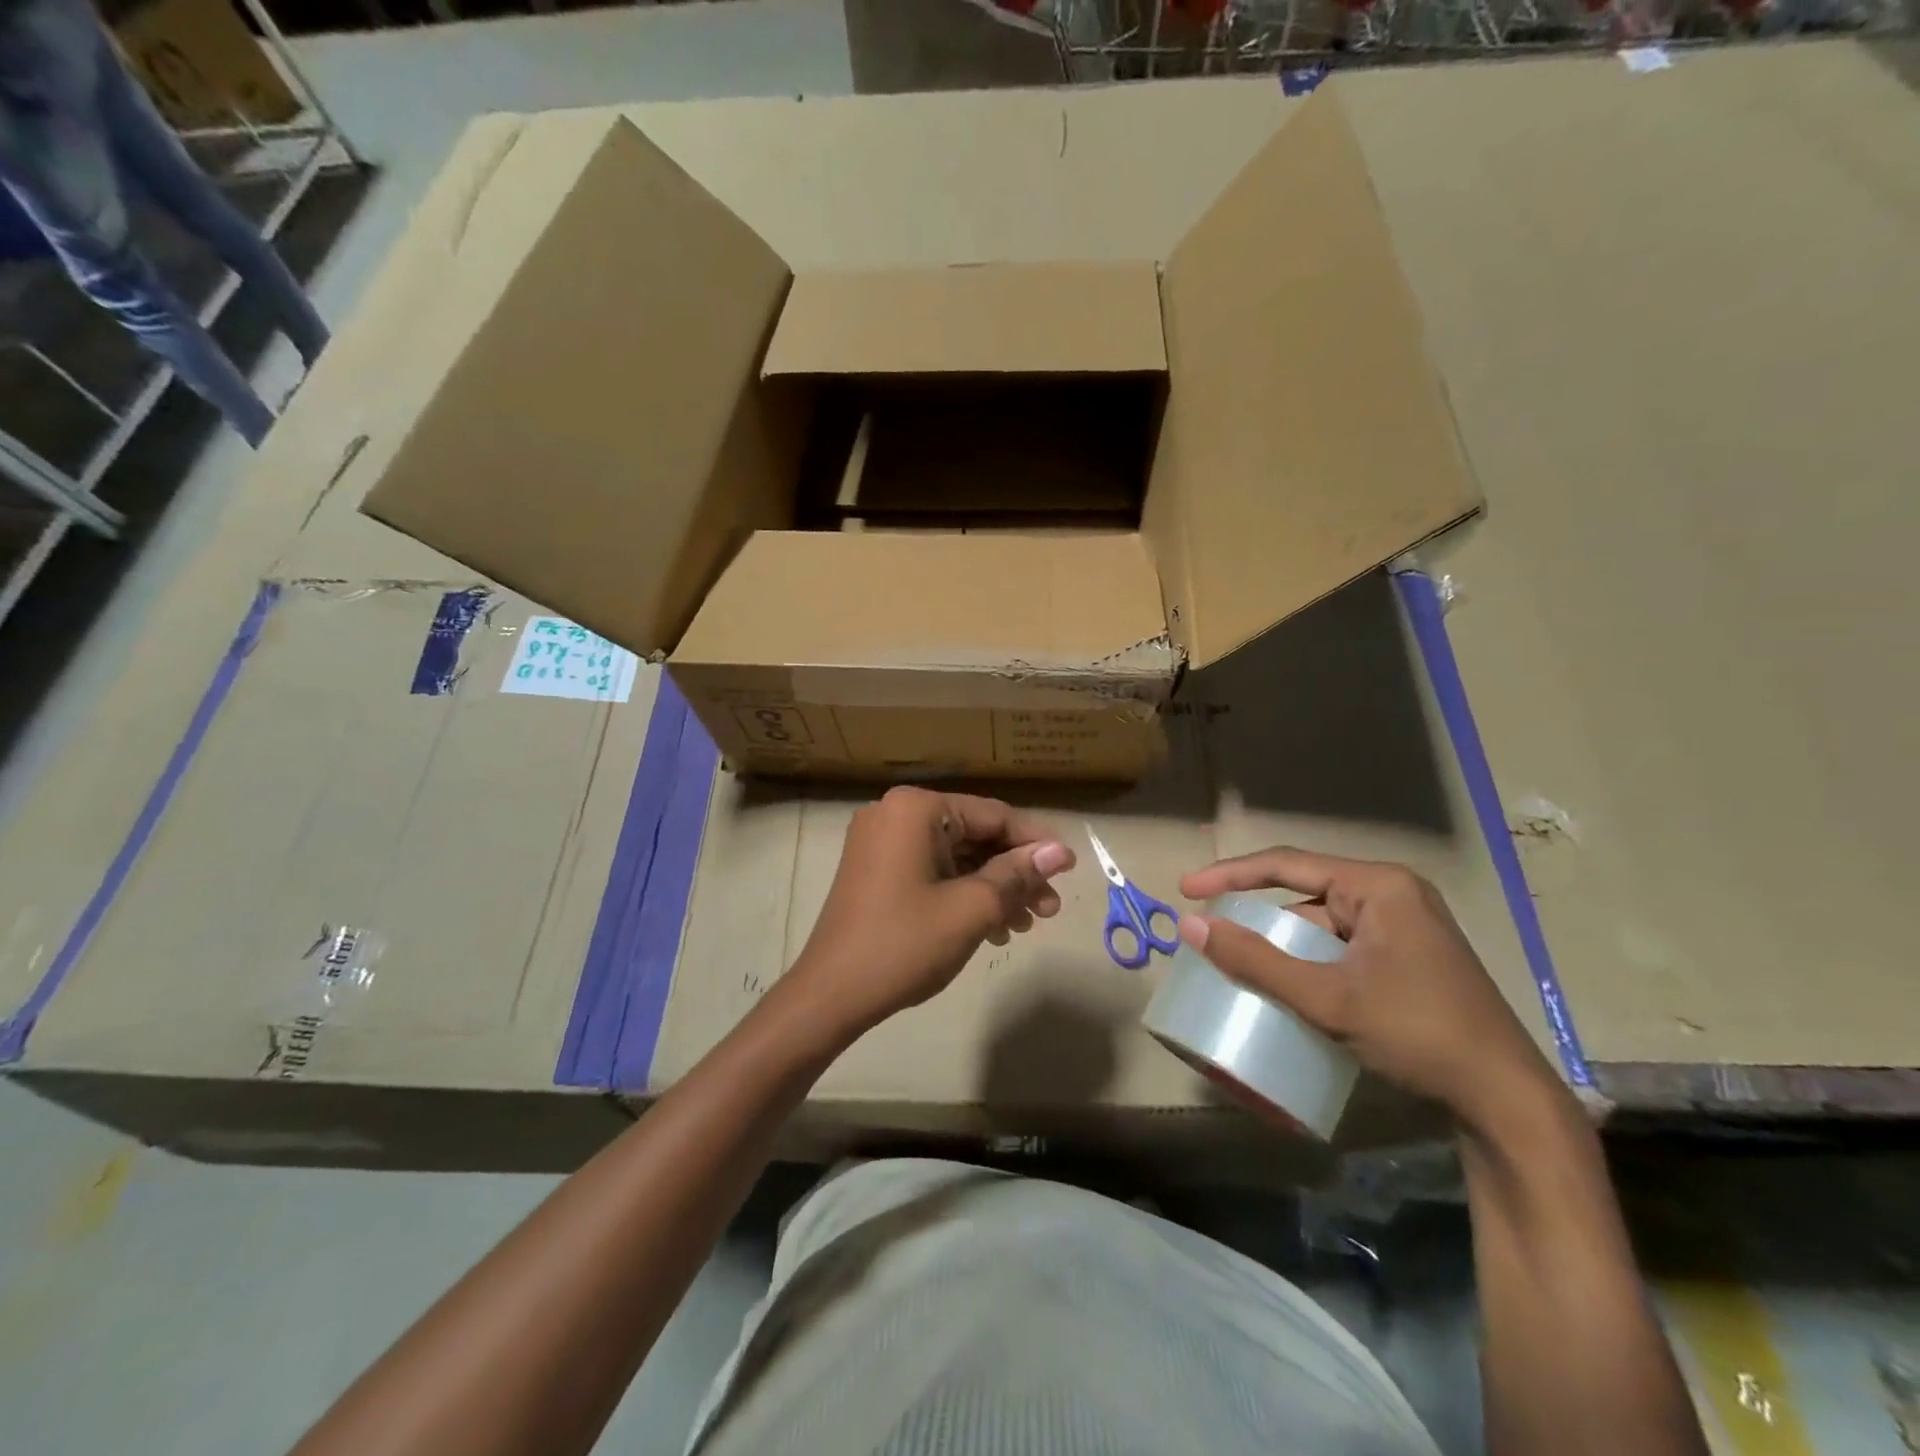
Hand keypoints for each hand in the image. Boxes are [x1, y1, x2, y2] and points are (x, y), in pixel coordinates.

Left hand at [785, 787, 1074, 1039]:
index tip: (1069, 870)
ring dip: (993, 888)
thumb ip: (1017, 874)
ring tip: (1025, 925)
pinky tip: (992, 928)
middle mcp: (897, 814)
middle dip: (1015, 873)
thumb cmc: (904, 944)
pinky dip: (963, 894)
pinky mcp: (877, 870)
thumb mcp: (971, 908)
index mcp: (916, 809)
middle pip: (974, 836)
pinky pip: (932, 871)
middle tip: (1049, 909)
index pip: (993, 816)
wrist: (830, 994)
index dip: (1035, 843)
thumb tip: (1061, 852)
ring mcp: (882, 842)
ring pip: (956, 857)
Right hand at [1178, 848, 1566, 1133]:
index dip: (1230, 875)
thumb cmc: (1418, 1034)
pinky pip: (1342, 946)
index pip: (1286, 864)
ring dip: (1283, 941)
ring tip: (1241, 961)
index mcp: (1379, 886)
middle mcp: (1393, 896)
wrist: (1508, 1102)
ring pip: (1323, 923)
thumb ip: (1256, 960)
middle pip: (1306, 891)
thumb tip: (1188, 925)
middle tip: (1212, 931)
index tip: (1186, 890)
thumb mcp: (1327, 998)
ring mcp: (1405, 928)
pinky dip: (1309, 960)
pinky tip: (1287, 983)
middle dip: (1257, 911)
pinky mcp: (1408, 959)